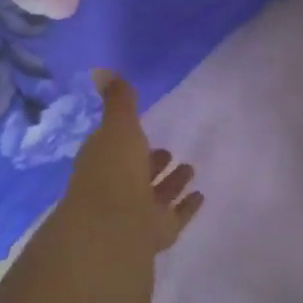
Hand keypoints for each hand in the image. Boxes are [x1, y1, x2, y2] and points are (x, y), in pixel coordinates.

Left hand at [58, 72, 204, 259]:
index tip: (144, 130)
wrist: (115, 225)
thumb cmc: (114, 170)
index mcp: (102, 163)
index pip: (113, 149)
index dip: (127, 140)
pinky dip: (186, 207)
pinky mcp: (156, 234)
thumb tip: (101, 69)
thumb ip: (119, 101)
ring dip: (171, 183)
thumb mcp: (118, 126)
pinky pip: (174, 216)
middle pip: (135, 175)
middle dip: (151, 163)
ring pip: (155, 196)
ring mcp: (136, 214)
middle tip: (168, 152)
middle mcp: (116, 189)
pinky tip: (201, 196)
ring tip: (189, 168)